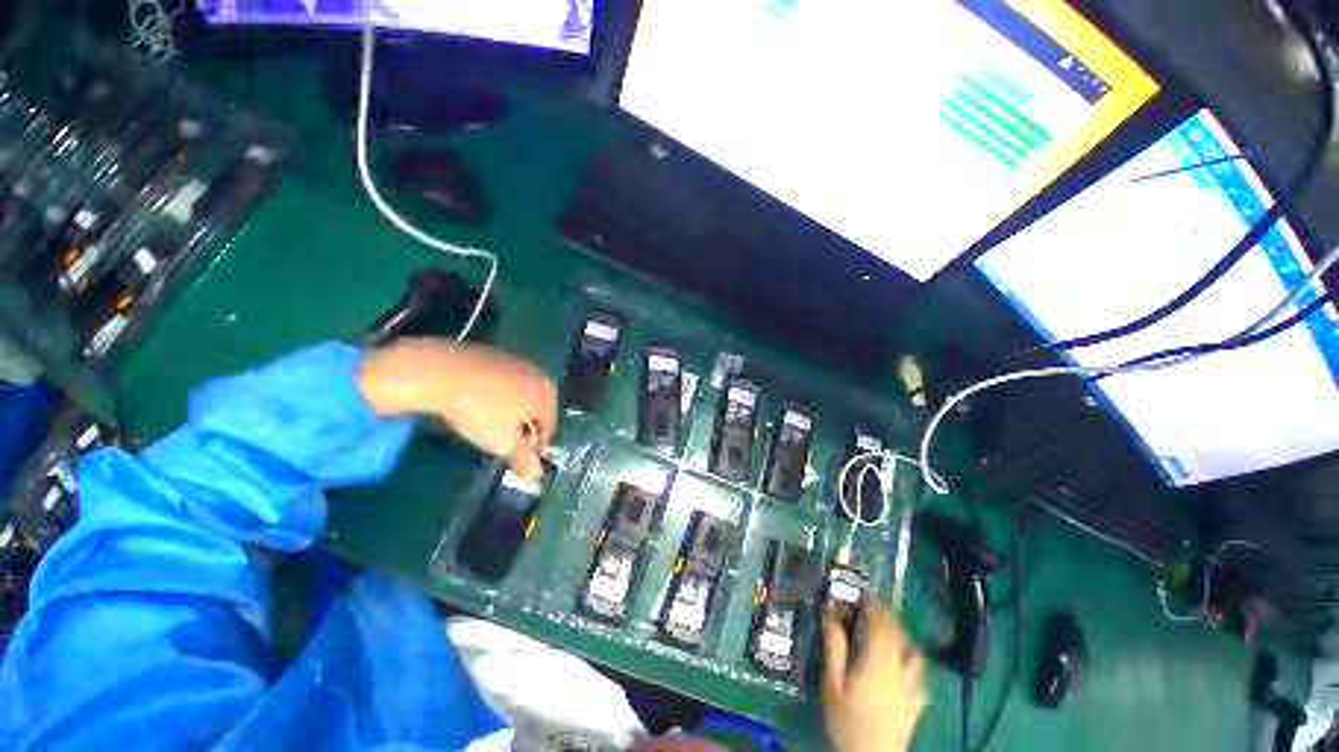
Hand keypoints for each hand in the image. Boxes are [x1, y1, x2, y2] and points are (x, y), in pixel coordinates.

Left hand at [358, 338, 556, 480]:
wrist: (441, 372)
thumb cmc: (479, 412)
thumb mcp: (503, 443)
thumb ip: (524, 460)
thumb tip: (535, 477)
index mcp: (547, 395)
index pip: (549, 427)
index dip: (535, 446)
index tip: (518, 456)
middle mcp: (539, 375)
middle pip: (537, 408)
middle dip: (524, 425)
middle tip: (503, 440)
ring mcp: (517, 361)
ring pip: (521, 393)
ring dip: (511, 409)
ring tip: (488, 422)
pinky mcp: (495, 354)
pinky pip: (503, 381)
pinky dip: (496, 393)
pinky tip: (477, 401)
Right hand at [823, 608, 926, 751]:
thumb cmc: (847, 722)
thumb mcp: (832, 686)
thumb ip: (834, 650)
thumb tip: (830, 616)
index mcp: (877, 663)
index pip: (881, 625)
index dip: (875, 605)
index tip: (866, 591)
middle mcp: (899, 671)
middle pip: (898, 636)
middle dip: (887, 616)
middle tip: (873, 606)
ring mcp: (912, 688)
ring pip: (914, 653)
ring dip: (902, 636)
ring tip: (889, 630)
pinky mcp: (918, 703)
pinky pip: (920, 673)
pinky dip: (912, 658)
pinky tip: (903, 662)